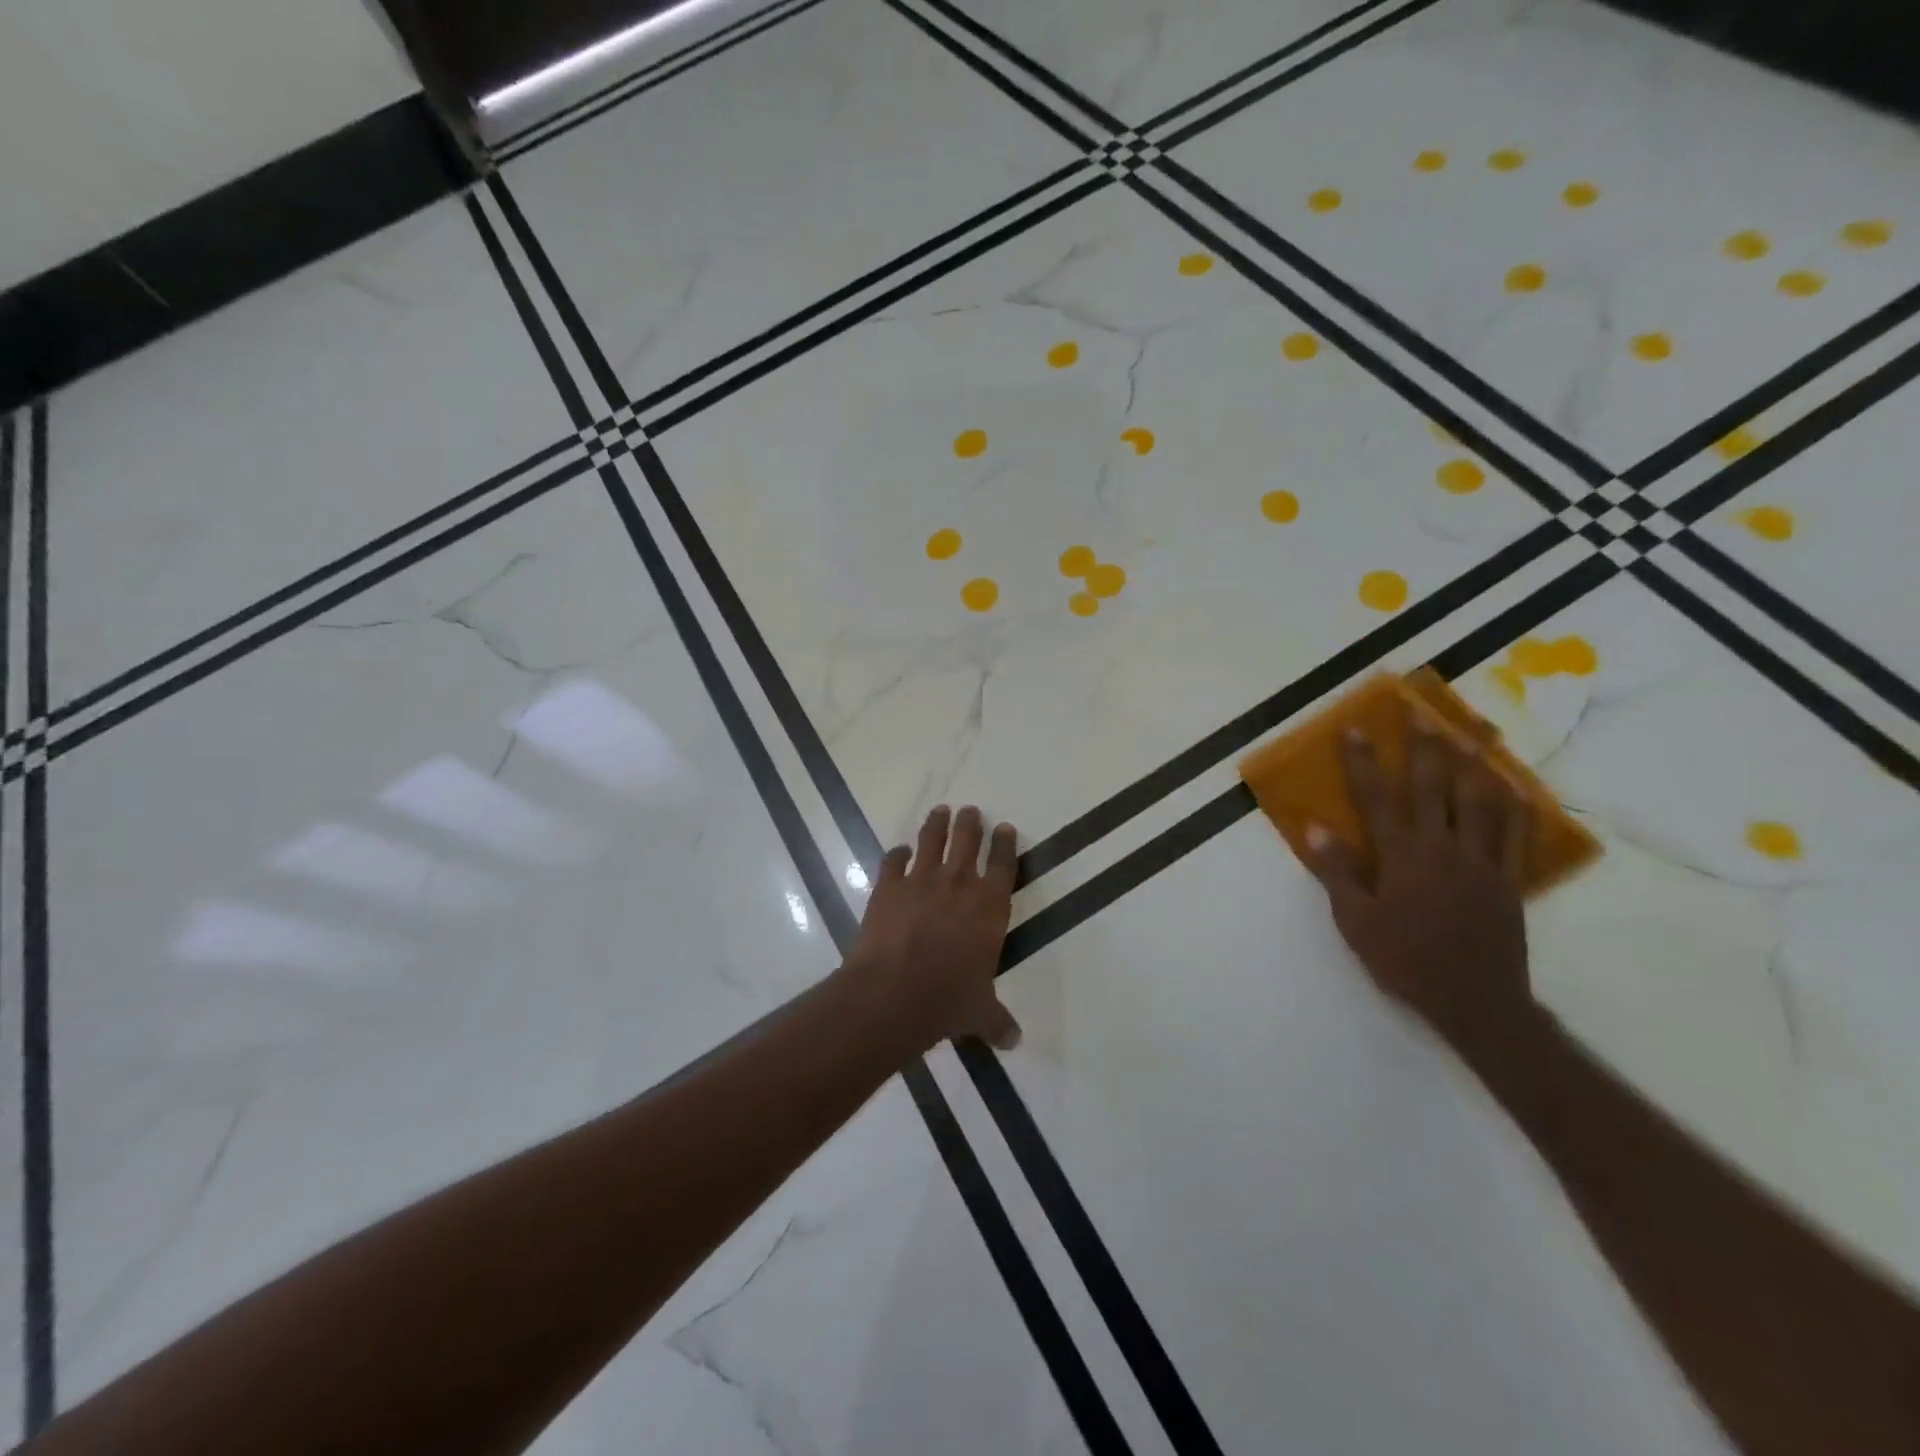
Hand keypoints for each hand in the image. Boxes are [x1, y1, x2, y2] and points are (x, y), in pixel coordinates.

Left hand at [842, 806, 1022, 1055]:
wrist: (894, 992)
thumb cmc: (948, 1000)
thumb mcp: (980, 1013)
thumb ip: (997, 1021)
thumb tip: (1015, 1041)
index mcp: (990, 907)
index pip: (1004, 865)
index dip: (1006, 844)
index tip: (1006, 827)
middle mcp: (959, 884)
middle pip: (968, 840)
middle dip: (971, 823)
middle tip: (971, 810)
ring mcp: (921, 881)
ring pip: (932, 840)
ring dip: (937, 824)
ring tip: (940, 811)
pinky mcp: (888, 886)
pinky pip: (893, 861)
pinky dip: (896, 855)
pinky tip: (897, 852)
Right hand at [1302, 711, 1538, 1075]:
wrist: (1474, 1001)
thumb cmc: (1404, 960)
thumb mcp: (1355, 921)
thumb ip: (1337, 872)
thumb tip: (1315, 827)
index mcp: (1402, 856)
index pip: (1377, 797)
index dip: (1363, 762)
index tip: (1354, 729)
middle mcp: (1443, 847)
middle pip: (1434, 786)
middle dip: (1424, 747)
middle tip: (1419, 714)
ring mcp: (1482, 861)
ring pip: (1482, 801)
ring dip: (1473, 763)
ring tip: (1468, 734)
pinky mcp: (1510, 879)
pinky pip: (1518, 834)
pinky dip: (1517, 805)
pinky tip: (1515, 785)